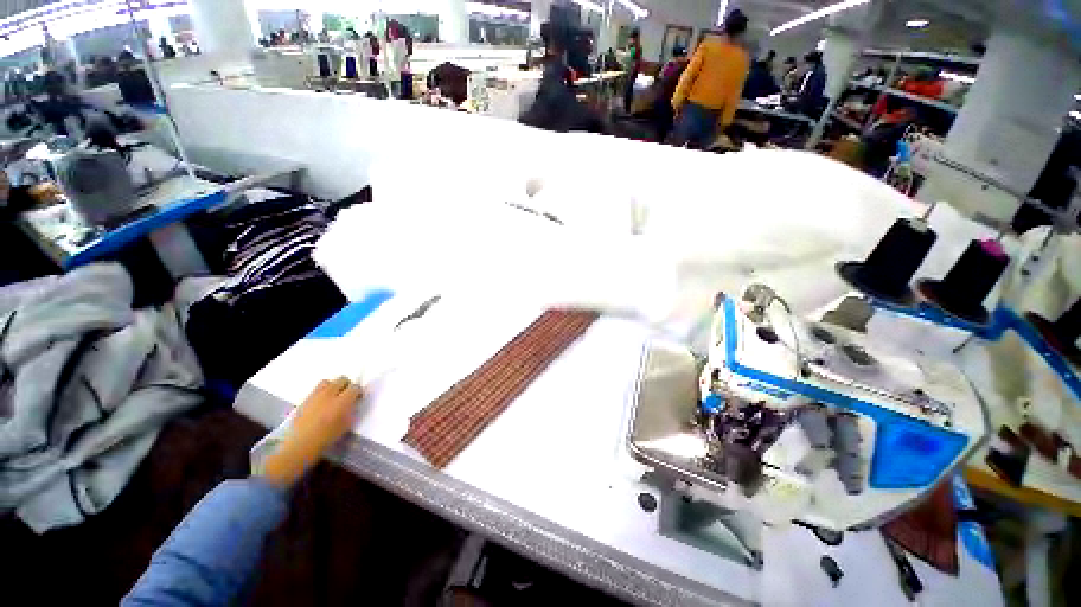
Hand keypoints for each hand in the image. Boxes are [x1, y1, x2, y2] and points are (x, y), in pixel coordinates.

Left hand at [259, 378, 363, 487]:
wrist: (300, 445)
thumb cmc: (327, 437)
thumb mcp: (346, 424)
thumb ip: (351, 410)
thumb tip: (352, 403)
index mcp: (343, 401)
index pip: (355, 387)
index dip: (358, 392)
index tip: (358, 398)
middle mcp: (330, 394)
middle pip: (342, 380)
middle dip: (347, 385)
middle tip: (347, 395)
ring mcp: (316, 395)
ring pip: (328, 382)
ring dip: (333, 386)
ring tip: (333, 396)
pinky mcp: (305, 399)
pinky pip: (317, 389)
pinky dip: (322, 392)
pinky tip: (322, 403)